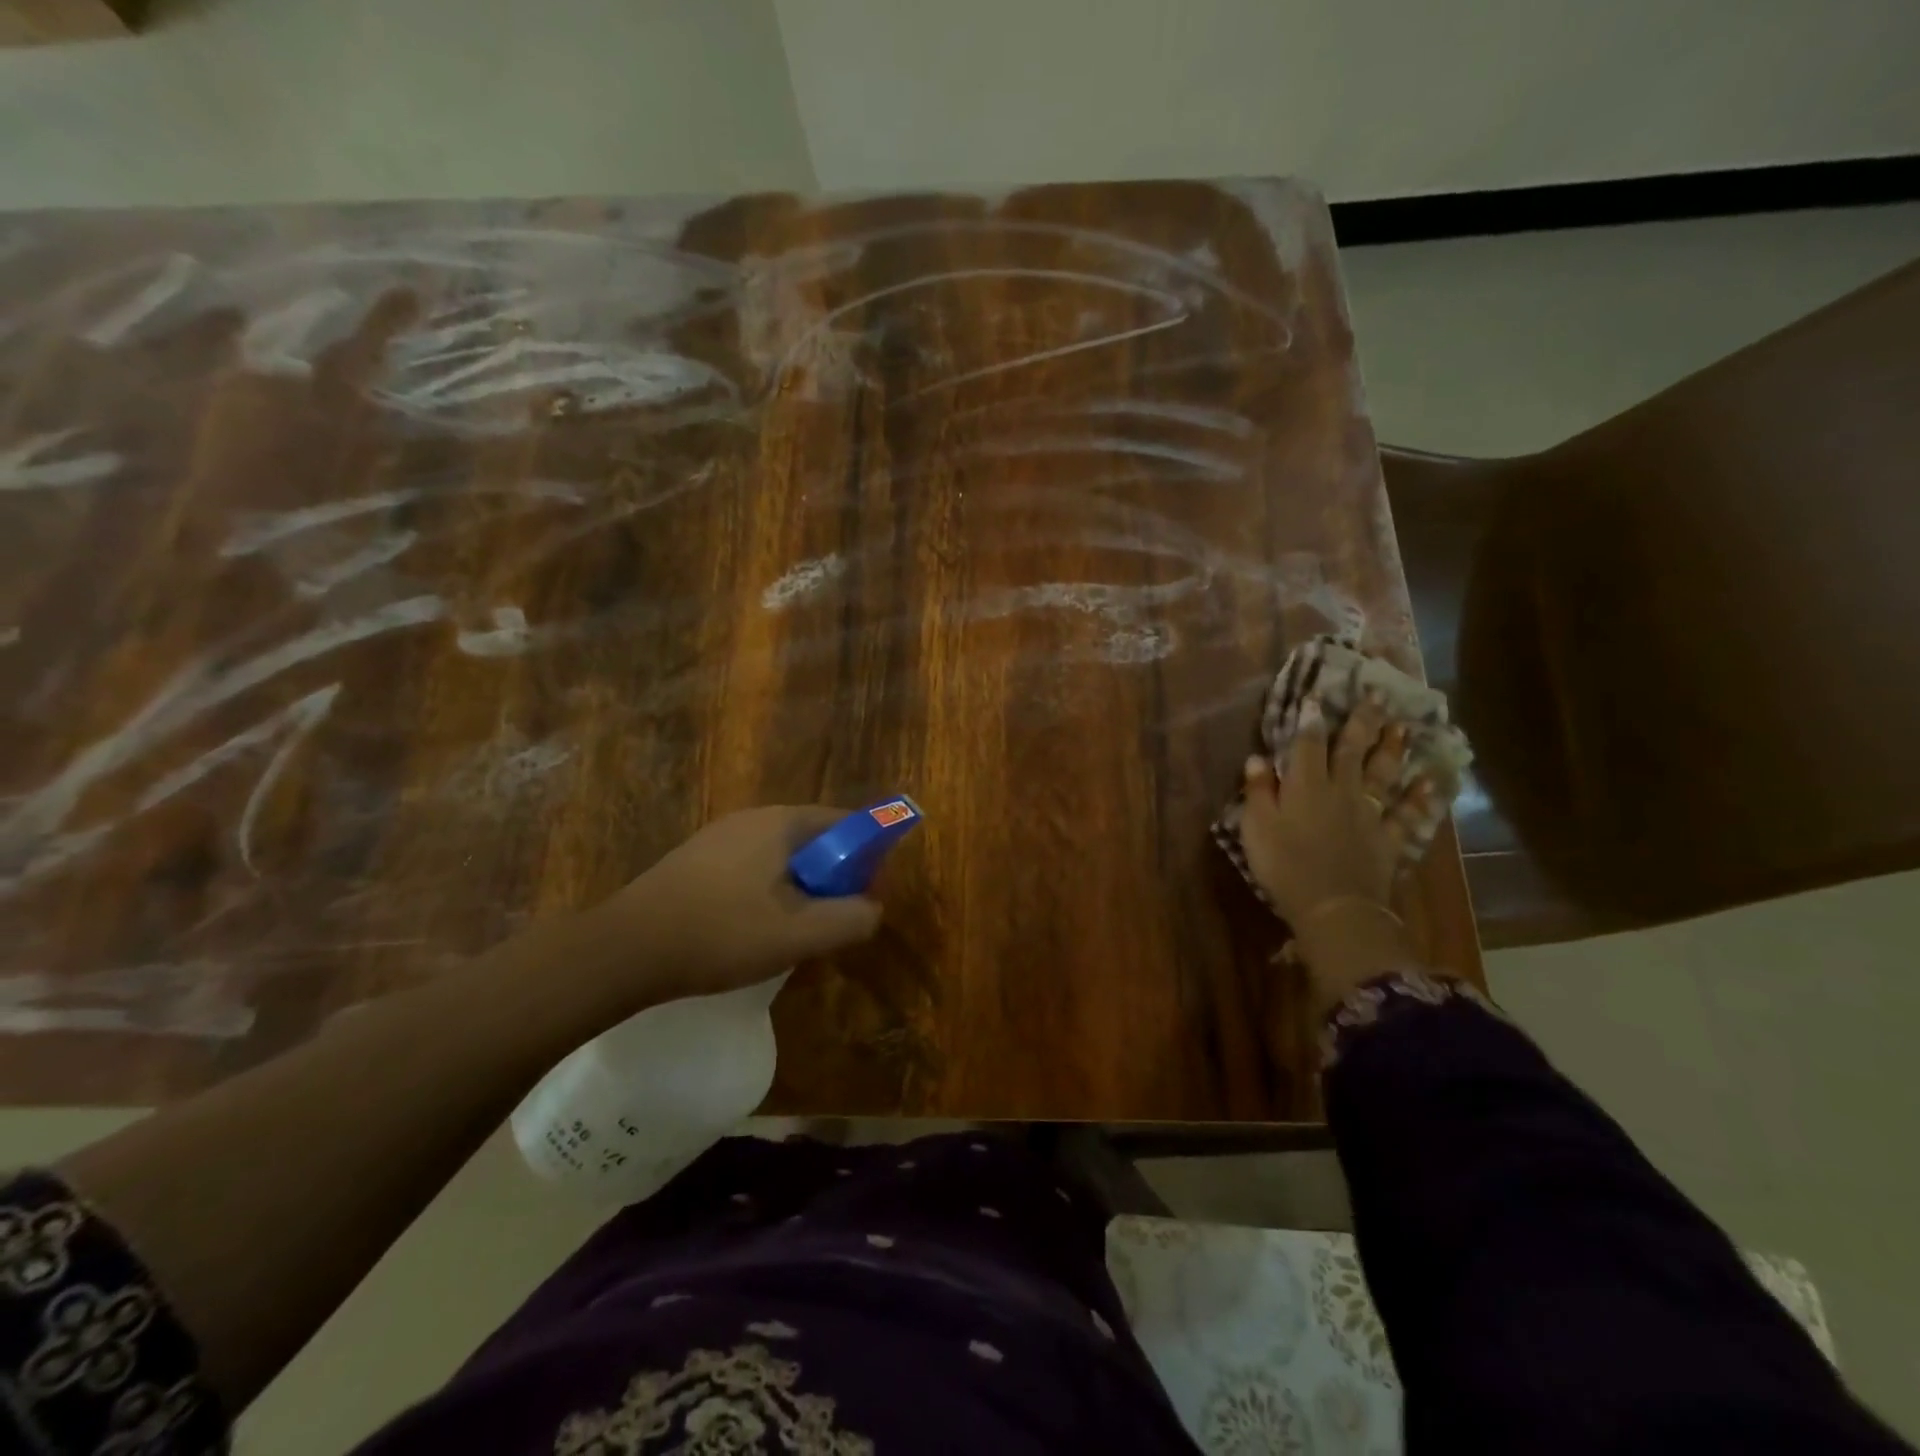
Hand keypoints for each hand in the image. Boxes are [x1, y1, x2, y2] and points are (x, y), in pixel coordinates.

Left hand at [588, 806, 884, 1004]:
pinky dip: (765, 893)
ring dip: (797, 889)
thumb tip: (873, 908)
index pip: (845, 824)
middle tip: (828, 921)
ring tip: (789, 932)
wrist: (624, 949)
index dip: (865, 858)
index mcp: (781, 823)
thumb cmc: (721, 933)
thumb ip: (850, 919)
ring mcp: (718, 837)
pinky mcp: (695, 860)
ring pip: (779, 858)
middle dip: (830, 878)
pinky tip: (748, 931)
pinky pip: (749, 868)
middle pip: (812, 841)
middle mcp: (751, 818)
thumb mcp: (799, 935)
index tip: (863, 897)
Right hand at [1239, 691, 1431, 955]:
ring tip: (1401, 726)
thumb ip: (1258, 791)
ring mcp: (1369, 814)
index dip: (1310, 719)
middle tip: (1375, 694)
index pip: (1306, 744)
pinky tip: (1431, 783)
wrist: (1334, 906)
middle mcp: (1341, 791)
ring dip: (1392, 749)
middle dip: (1361, 721)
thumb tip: (1258, 758)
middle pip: (1351, 750)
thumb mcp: (1257, 826)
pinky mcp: (1388, 839)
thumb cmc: (1285, 865)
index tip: (1316, 695)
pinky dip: (1420, 799)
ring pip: (1382, 774)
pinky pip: (1407, 815)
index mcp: (1305, 786)